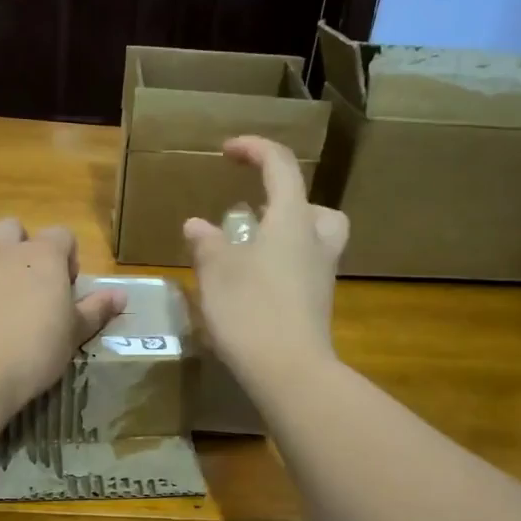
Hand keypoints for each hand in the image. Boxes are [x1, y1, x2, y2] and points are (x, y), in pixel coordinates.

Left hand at [0, 218, 126, 415]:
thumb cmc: (34, 350)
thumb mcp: (73, 333)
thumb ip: (95, 310)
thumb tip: (121, 296)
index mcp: (42, 255)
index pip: (62, 235)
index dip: (68, 257)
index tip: (67, 288)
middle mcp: (3, 249)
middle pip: (15, 230)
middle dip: (24, 250)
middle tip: (32, 287)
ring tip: (2, 300)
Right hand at [184, 136, 347, 392]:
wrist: (289, 370)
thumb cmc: (251, 310)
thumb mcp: (217, 272)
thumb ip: (207, 243)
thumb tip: (198, 225)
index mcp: (292, 220)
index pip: (280, 166)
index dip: (255, 149)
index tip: (228, 151)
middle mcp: (315, 241)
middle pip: (312, 206)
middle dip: (285, 201)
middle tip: (256, 214)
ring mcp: (322, 275)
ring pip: (315, 239)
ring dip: (287, 235)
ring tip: (251, 252)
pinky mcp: (318, 305)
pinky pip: (305, 270)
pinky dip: (284, 267)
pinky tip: (254, 287)